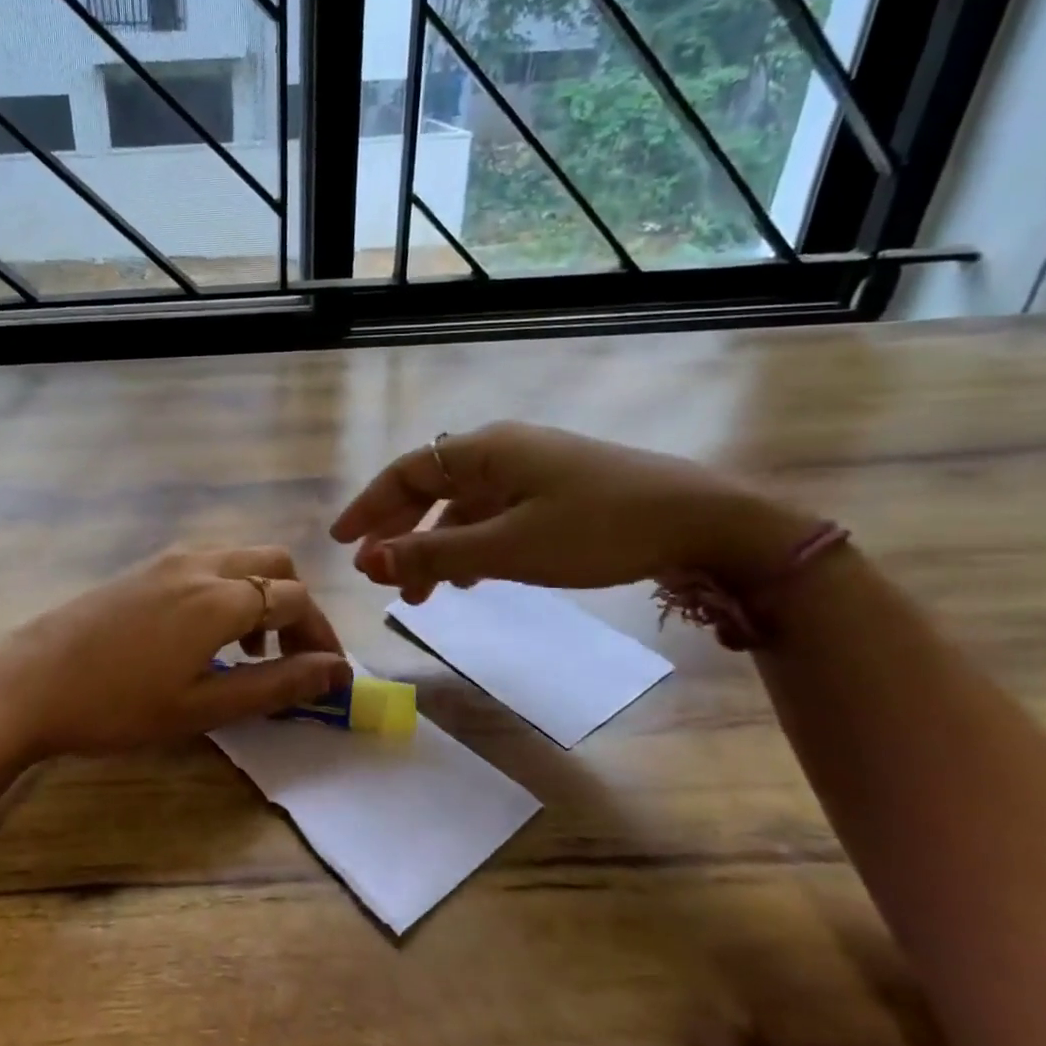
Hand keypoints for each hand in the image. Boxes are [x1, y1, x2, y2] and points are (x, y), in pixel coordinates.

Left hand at [0, 546, 350, 757]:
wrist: (26, 684)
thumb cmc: (117, 706)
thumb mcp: (202, 707)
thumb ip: (275, 685)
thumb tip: (335, 672)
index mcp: (219, 598)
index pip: (295, 599)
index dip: (320, 634)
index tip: (328, 674)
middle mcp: (200, 563)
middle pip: (274, 563)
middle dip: (295, 605)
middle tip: (291, 656)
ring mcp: (167, 559)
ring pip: (240, 559)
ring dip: (260, 595)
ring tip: (249, 652)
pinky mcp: (143, 567)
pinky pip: (207, 563)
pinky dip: (228, 589)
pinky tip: (204, 635)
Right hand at [330, 421, 817, 602]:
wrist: (704, 522)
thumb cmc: (598, 528)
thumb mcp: (509, 548)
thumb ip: (436, 555)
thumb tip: (370, 562)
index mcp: (484, 451)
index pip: (406, 472)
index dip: (369, 506)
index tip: (342, 543)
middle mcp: (502, 452)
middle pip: (430, 487)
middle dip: (398, 530)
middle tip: (374, 571)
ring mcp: (532, 470)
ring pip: (462, 507)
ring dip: (434, 546)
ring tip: (421, 594)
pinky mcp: (556, 492)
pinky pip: (493, 516)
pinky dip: (470, 546)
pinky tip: (470, 578)